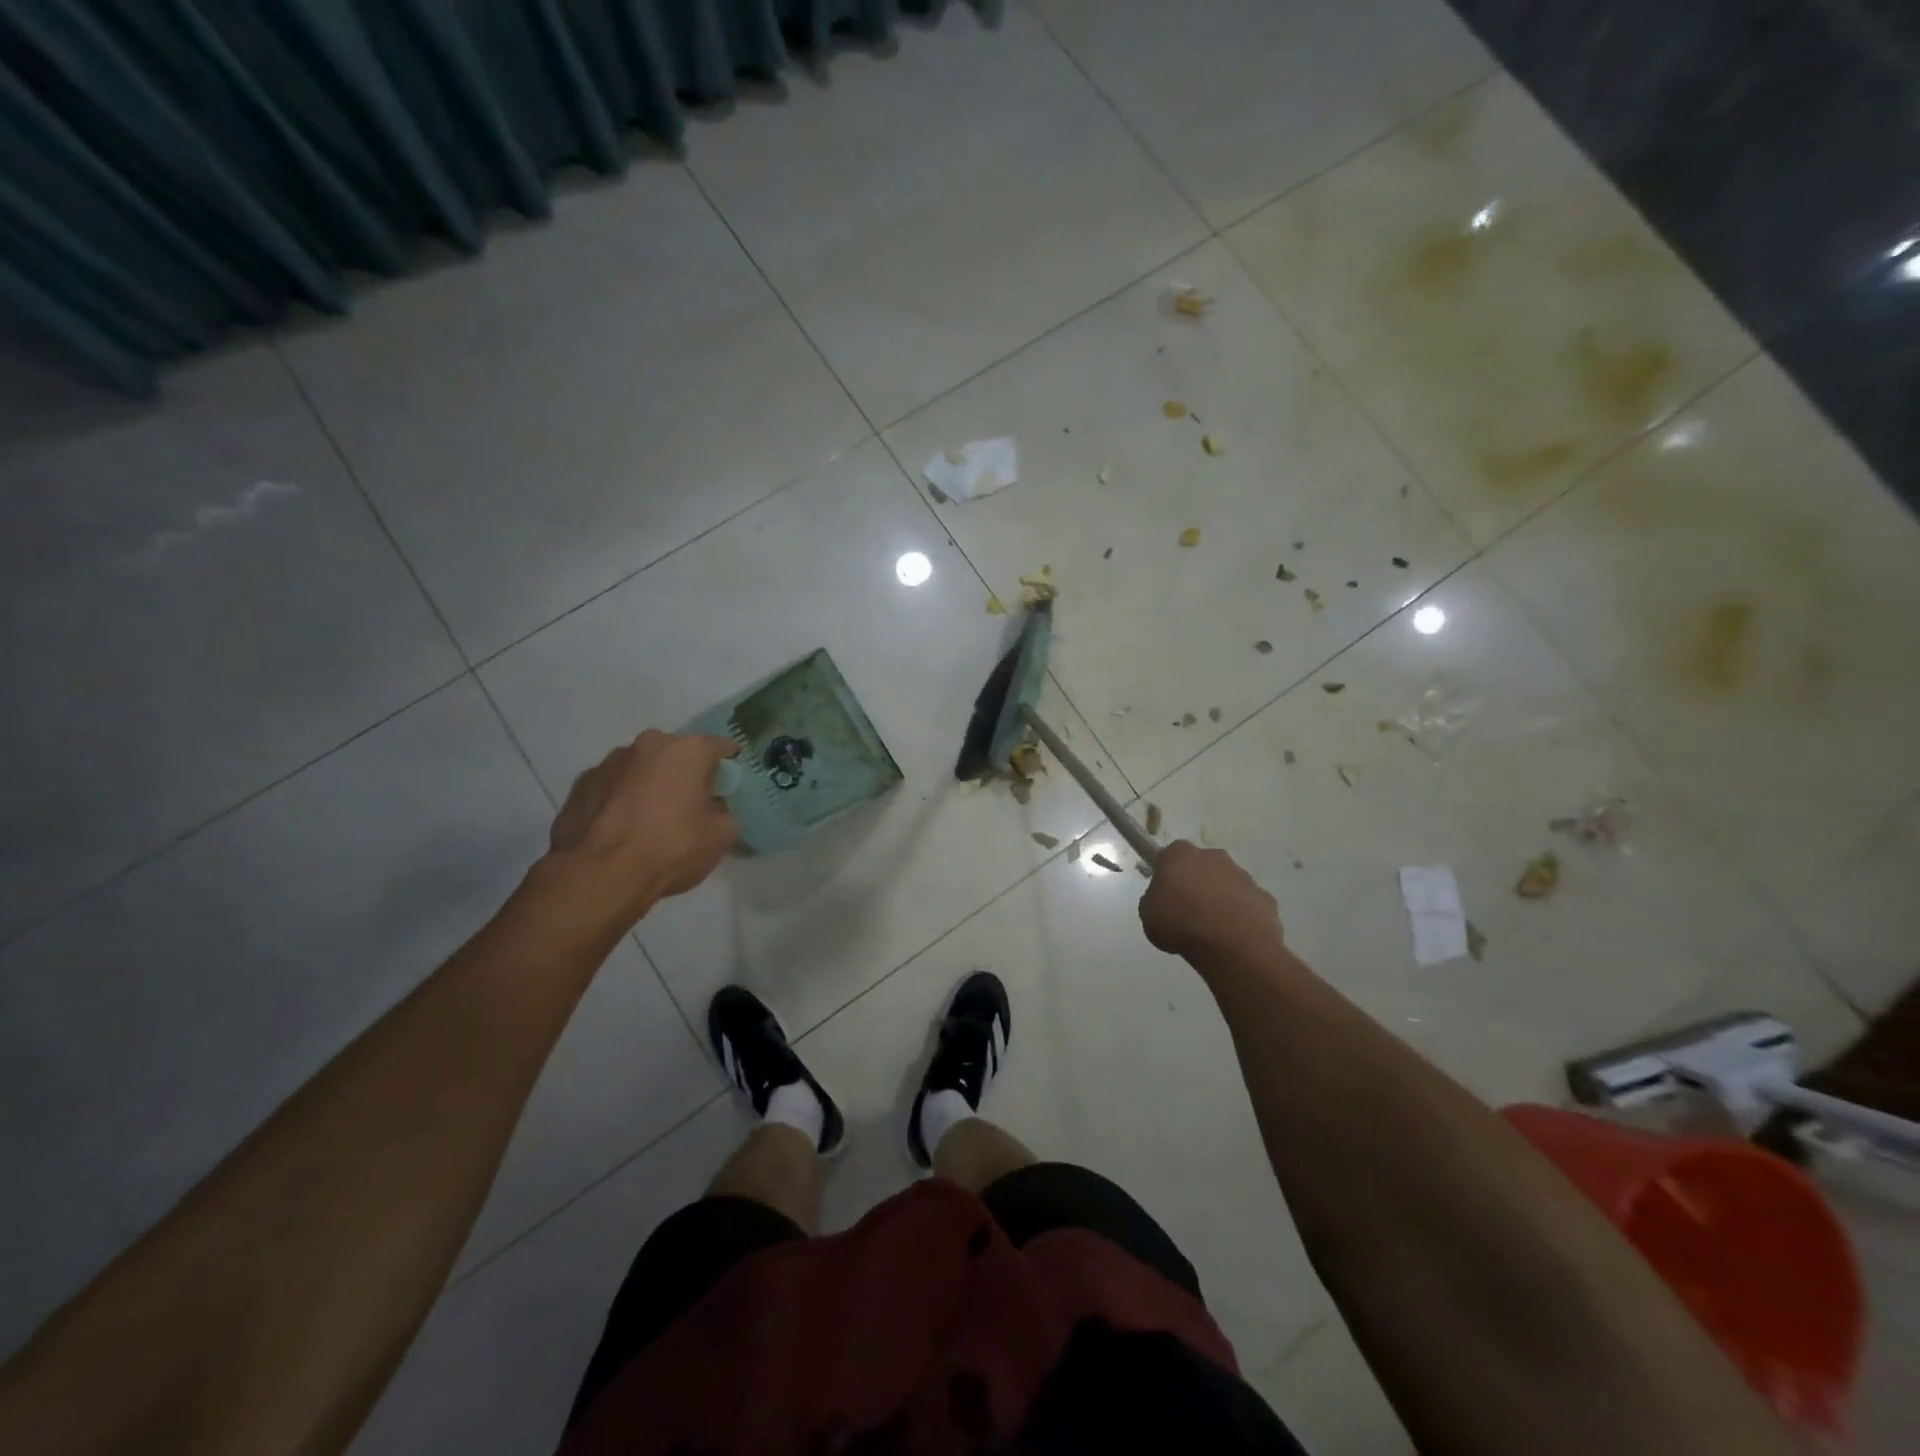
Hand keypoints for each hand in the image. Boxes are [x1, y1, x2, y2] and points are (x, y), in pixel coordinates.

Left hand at [545, 730, 739, 924]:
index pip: (722, 747)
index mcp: (688, 750)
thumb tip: (715, 809)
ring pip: (642, 767)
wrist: (600, 874)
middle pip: (678, 754)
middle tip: (690, 806)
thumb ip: (725, 813)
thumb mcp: (721, 836)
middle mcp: (649, 743)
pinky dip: (620, 799)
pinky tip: (621, 828)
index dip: (730, 768)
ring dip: (650, 784)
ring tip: (650, 820)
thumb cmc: (671, 847)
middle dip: (685, 774)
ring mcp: (609, 761)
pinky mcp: (581, 783)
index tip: (729, 790)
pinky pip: (613, 786)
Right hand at [1139, 841, 1281, 960]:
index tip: (1165, 892)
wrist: (1232, 946)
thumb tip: (1164, 899)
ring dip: (1220, 899)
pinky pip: (1248, 904)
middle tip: (1188, 910)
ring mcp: (1243, 876)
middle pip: (1202, 865)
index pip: (1170, 854)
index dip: (1167, 872)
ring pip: (1227, 884)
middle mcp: (1214, 857)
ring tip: (1212, 929)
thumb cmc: (1181, 924)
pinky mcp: (1265, 898)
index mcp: (1181, 855)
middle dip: (1197, 882)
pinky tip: (1234, 937)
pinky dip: (1242, 916)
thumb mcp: (1148, 914)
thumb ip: (1154, 899)